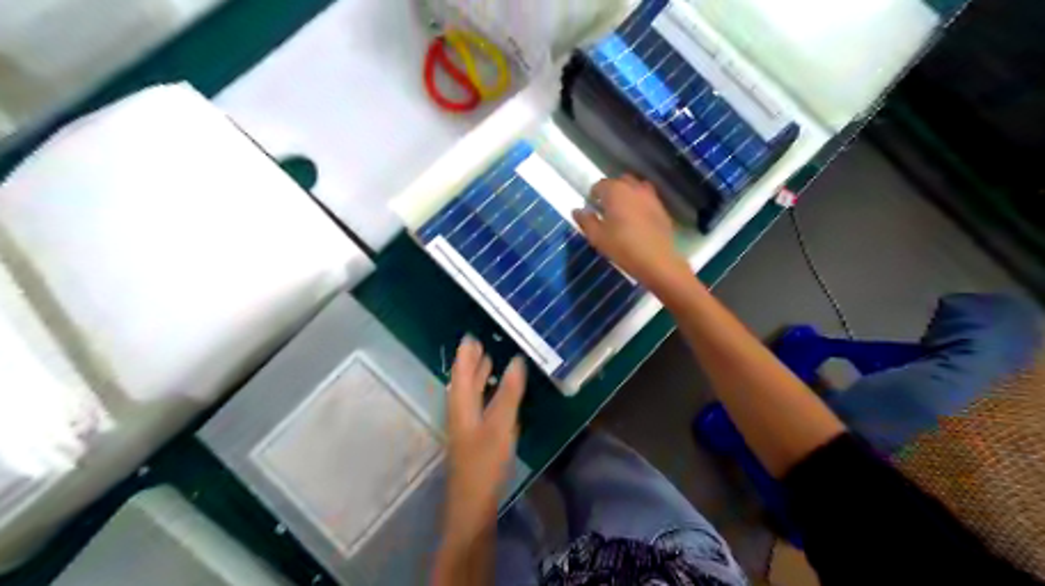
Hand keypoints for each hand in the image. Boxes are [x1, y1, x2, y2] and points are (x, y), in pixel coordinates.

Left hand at [443, 337, 525, 545]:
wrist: (472, 504)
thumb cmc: (485, 462)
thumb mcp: (501, 424)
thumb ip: (509, 392)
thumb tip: (516, 360)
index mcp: (461, 404)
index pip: (461, 370)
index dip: (466, 353)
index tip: (472, 335)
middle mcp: (459, 410)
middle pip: (463, 380)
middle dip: (471, 361)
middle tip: (481, 343)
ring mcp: (464, 425)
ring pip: (469, 393)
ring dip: (477, 376)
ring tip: (488, 360)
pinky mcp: (472, 437)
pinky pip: (476, 404)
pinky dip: (483, 392)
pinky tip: (494, 394)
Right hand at [570, 174, 691, 291]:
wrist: (656, 260)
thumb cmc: (622, 247)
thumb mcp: (597, 236)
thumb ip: (585, 220)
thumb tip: (577, 210)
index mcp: (615, 191)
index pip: (600, 185)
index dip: (593, 194)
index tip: (591, 206)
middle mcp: (634, 188)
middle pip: (620, 182)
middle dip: (611, 191)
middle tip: (606, 208)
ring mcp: (650, 197)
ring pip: (636, 188)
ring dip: (628, 195)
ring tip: (623, 212)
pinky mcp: (662, 209)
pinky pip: (647, 200)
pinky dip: (640, 204)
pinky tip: (638, 221)